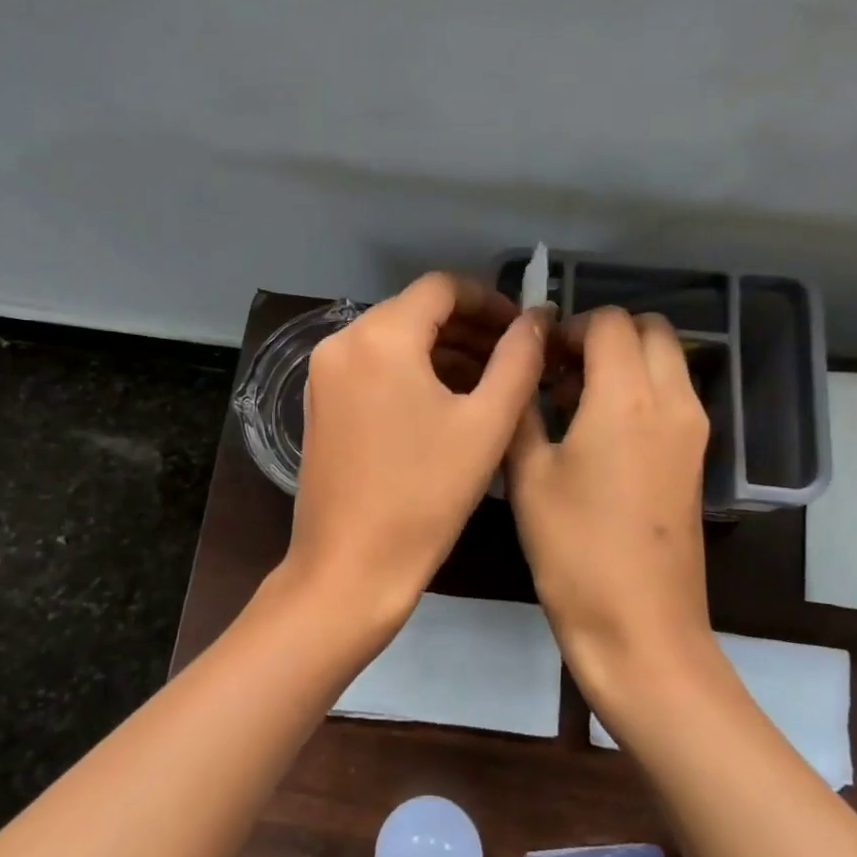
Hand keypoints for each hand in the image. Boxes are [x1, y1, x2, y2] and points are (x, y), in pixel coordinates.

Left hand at [286, 274, 547, 640]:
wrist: (349, 568)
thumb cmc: (425, 496)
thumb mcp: (486, 424)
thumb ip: (519, 359)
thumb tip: (536, 319)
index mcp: (380, 336)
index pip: (442, 287)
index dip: (489, 300)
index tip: (523, 328)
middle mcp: (342, 341)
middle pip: (416, 311)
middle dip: (469, 327)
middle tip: (515, 356)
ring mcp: (324, 372)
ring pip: (395, 339)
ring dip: (443, 351)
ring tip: (490, 381)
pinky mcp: (320, 402)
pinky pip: (374, 366)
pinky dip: (412, 372)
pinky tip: (447, 401)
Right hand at [505, 307, 713, 701]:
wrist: (640, 626)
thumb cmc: (574, 549)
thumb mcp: (528, 475)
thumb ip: (523, 408)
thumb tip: (522, 367)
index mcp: (628, 396)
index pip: (608, 321)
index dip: (569, 328)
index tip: (538, 358)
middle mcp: (672, 400)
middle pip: (650, 329)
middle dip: (604, 335)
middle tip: (560, 371)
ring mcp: (693, 430)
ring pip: (667, 359)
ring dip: (626, 360)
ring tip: (576, 400)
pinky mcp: (697, 457)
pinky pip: (673, 394)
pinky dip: (642, 388)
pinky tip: (600, 431)